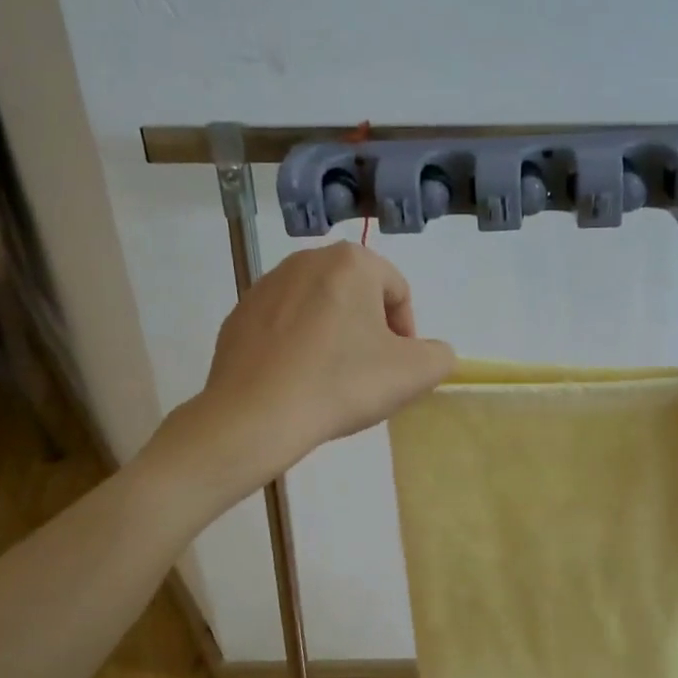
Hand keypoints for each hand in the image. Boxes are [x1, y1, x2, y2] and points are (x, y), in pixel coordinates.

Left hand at [174, 242, 455, 489]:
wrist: (256, 416)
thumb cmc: (342, 383)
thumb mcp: (416, 373)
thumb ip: (439, 355)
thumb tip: (429, 353)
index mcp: (351, 262)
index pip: (397, 291)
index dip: (407, 332)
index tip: (398, 368)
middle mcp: (306, 260)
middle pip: (357, 297)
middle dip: (369, 332)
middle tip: (369, 374)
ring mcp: (265, 286)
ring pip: (319, 310)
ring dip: (334, 338)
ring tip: (332, 381)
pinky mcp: (238, 316)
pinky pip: (284, 328)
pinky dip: (298, 348)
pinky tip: (298, 383)